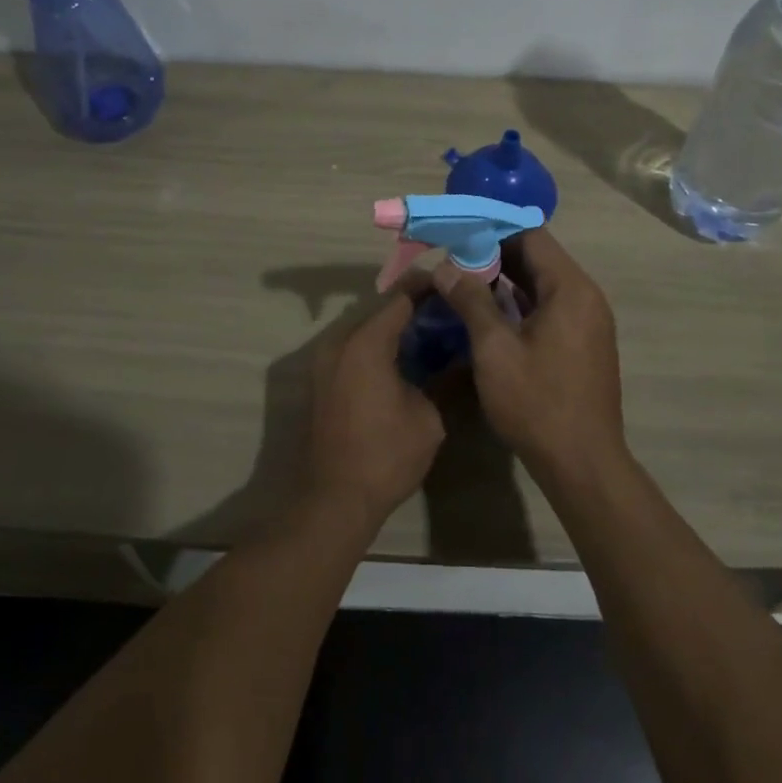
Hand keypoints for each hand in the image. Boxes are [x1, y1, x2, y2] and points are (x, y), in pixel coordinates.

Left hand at [302, 280, 445, 533]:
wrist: (333, 500)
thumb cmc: (385, 456)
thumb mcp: (428, 417)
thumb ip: (443, 378)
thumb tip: (459, 357)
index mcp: (366, 343)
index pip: (401, 297)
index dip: (428, 286)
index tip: (453, 282)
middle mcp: (340, 342)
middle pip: (380, 309)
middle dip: (413, 304)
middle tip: (448, 306)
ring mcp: (325, 361)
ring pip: (365, 328)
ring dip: (394, 326)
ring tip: (431, 329)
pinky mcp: (322, 380)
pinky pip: (354, 348)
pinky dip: (378, 345)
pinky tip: (405, 357)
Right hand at [431, 229, 626, 483]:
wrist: (583, 464)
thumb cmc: (537, 403)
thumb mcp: (494, 350)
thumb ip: (470, 301)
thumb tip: (446, 268)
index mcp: (570, 289)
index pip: (532, 236)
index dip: (493, 228)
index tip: (458, 230)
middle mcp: (585, 296)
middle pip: (538, 258)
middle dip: (494, 254)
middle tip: (451, 257)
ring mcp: (587, 321)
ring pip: (541, 284)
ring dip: (504, 280)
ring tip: (461, 280)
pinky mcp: (582, 343)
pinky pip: (548, 307)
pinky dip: (519, 303)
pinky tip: (487, 312)